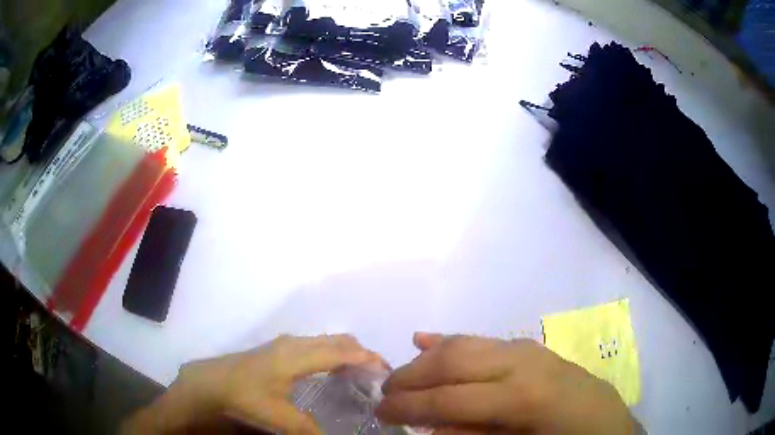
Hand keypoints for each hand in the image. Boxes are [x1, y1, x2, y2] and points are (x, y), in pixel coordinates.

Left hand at [122, 334, 385, 433]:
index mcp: (298, 357)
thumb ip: (309, 430)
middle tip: (378, 374)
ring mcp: (285, 344)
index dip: (367, 359)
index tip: (387, 371)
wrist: (210, 380)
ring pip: (326, 340)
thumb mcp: (279, 418)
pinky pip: (315, 345)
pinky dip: (332, 353)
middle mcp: (295, 344)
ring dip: (346, 352)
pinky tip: (331, 372)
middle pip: (338, 341)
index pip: (342, 352)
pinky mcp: (278, 349)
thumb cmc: (245, 395)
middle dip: (362, 353)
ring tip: (359, 374)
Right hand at [376, 333, 636, 434]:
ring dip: (426, 359)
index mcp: (522, 397)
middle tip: (385, 394)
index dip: (408, 406)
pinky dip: (450, 340)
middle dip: (411, 377)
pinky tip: (425, 339)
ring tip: (400, 376)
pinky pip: (482, 340)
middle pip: (451, 361)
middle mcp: (522, 364)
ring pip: (464, 344)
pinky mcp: (530, 348)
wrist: (607, 424)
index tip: (380, 413)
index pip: (449, 399)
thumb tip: (430, 428)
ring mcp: (527, 350)